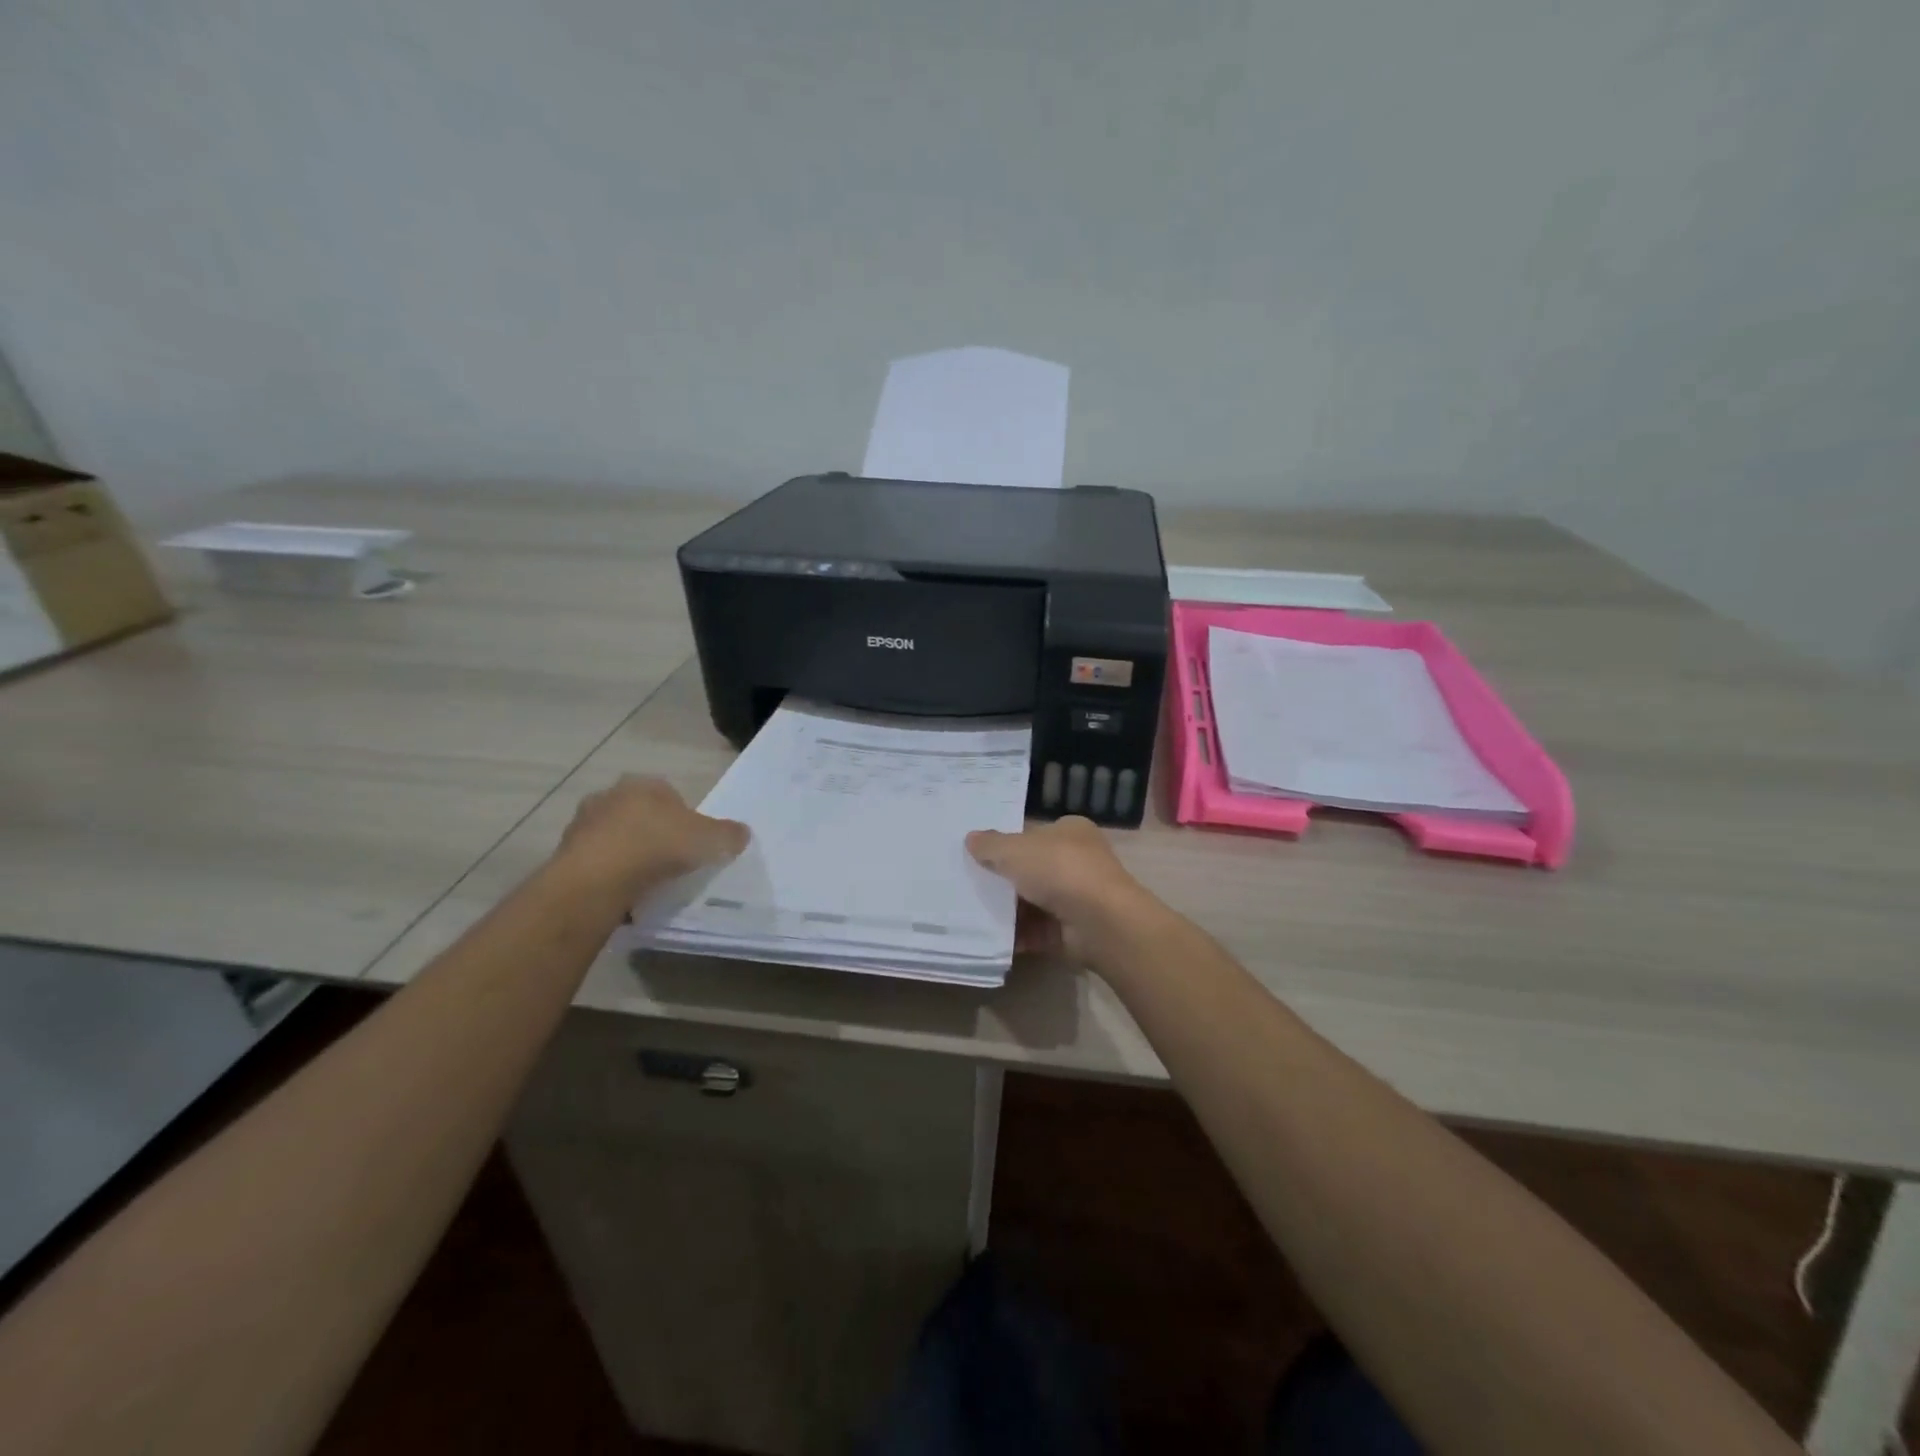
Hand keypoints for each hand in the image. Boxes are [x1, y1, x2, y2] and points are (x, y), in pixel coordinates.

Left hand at [556, 776, 747, 895]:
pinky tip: (623, 893)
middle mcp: (609, 796)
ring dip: (627, 854)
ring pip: (614, 837)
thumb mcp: (709, 840)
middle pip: (639, 814)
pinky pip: (596, 863)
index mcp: (644, 784)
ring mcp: (582, 825)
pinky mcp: (564, 855)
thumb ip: (728, 834)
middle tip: (669, 860)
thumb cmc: (657, 846)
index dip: (683, 818)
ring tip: (646, 881)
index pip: (669, 794)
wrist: (596, 879)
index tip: (691, 843)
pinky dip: (608, 875)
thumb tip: (742, 833)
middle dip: (652, 833)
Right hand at [967, 816, 1158, 962]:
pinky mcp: (1071, 931)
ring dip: (1006, 910)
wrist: (1100, 922)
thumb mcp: (1015, 849)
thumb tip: (971, 839)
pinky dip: (1016, 935)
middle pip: (1031, 869)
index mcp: (1071, 832)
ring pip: (1032, 902)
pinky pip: (1035, 931)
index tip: (978, 855)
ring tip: (970, 913)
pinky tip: (989, 937)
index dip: (1007, 844)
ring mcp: (1076, 898)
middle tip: (968, 885)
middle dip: (1003, 879)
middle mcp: (1077, 862)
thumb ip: (991, 845)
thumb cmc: (1059, 870)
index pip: (1033, 835)